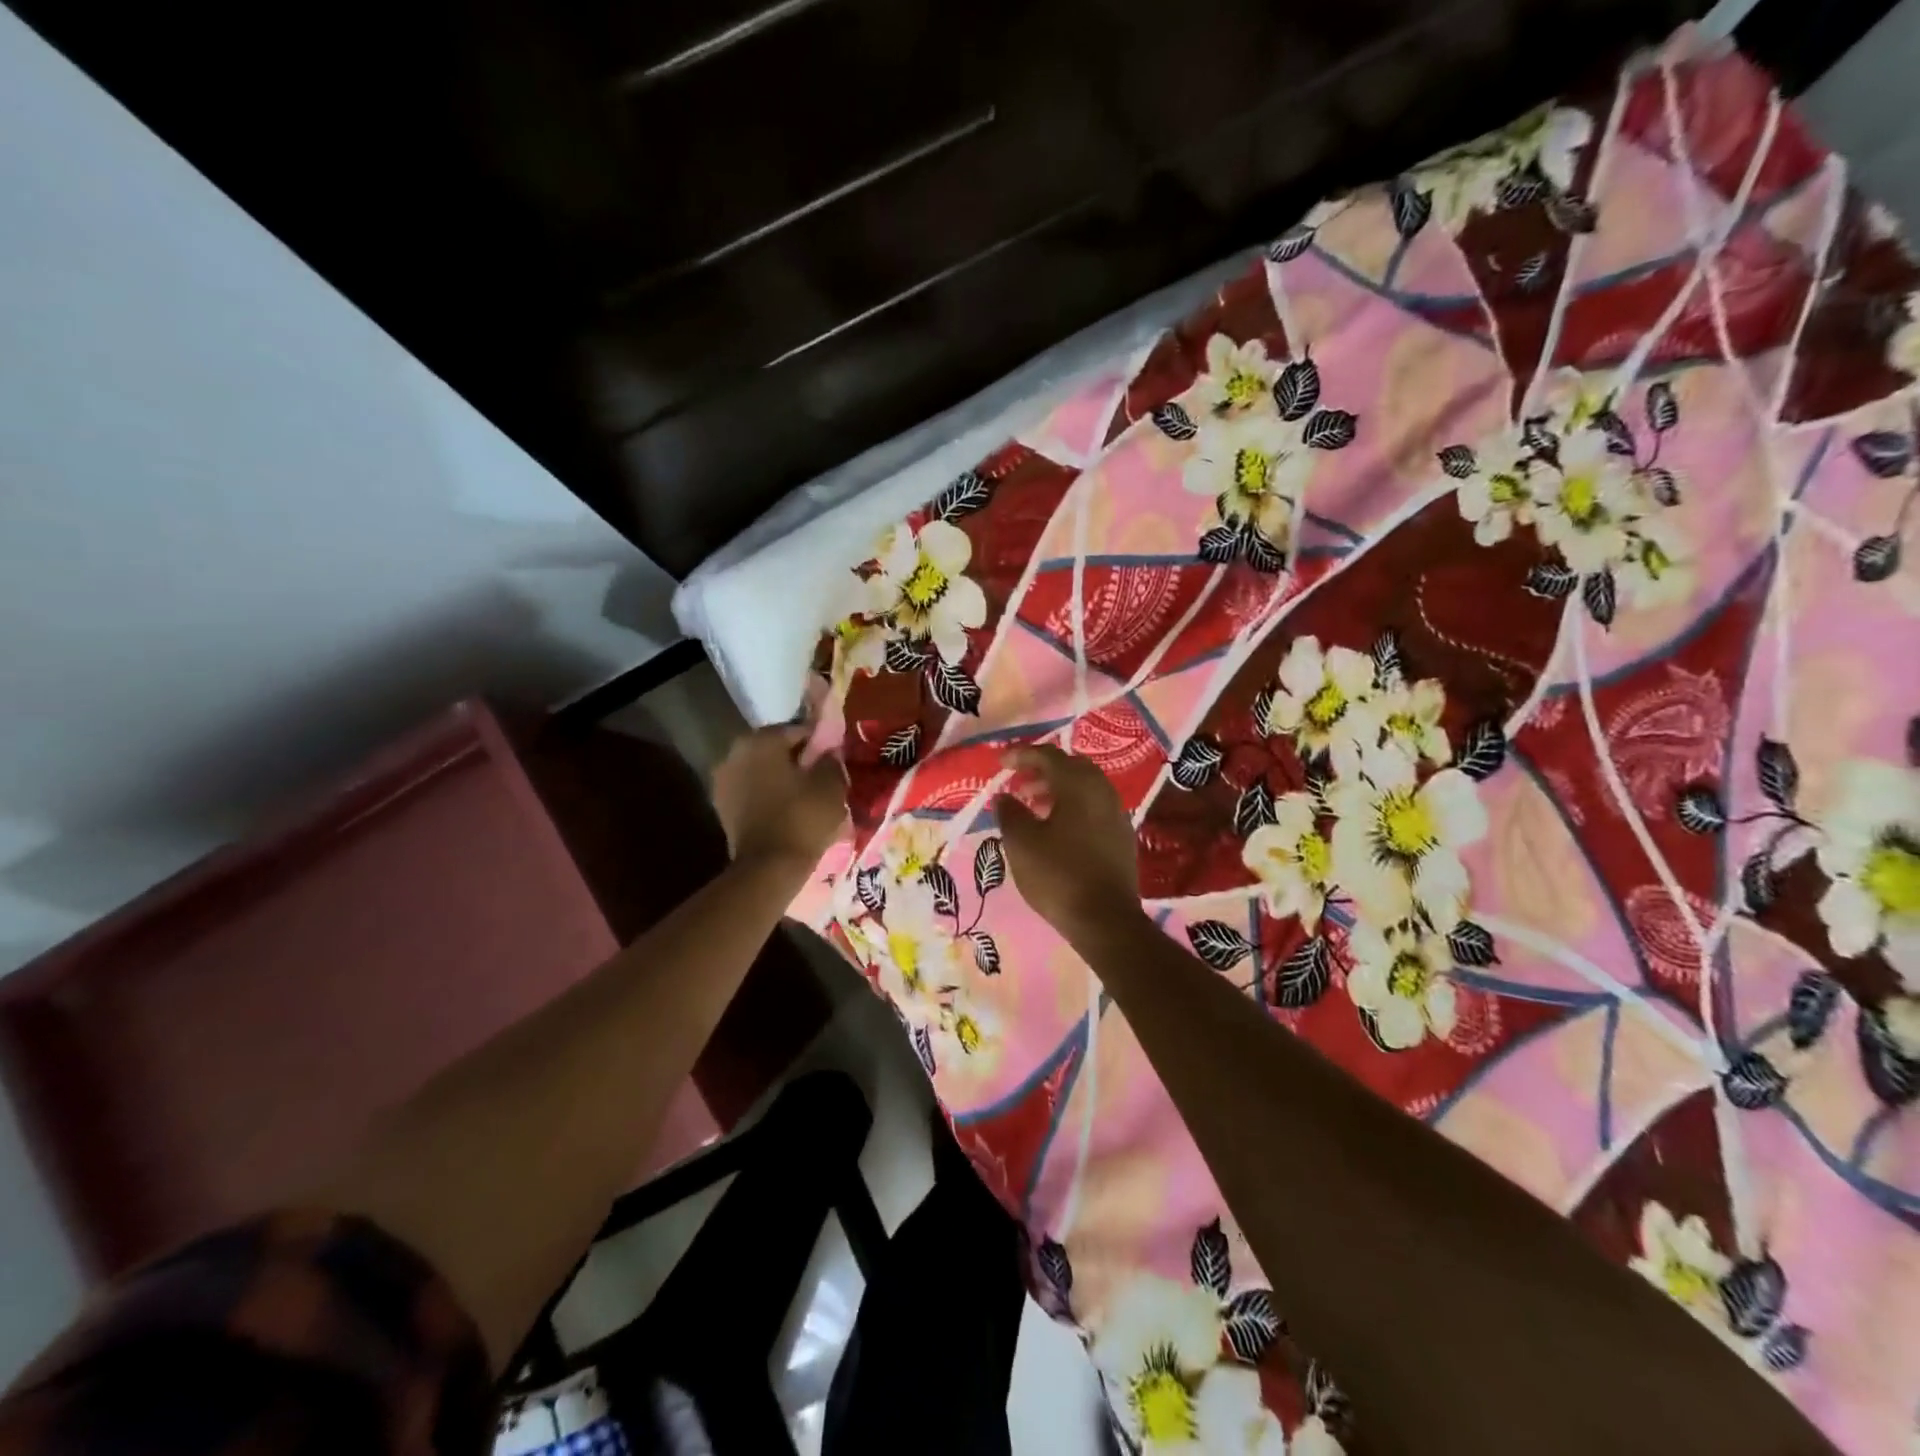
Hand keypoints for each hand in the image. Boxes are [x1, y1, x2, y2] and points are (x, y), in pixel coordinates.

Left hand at [712, 726, 847, 873]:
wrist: (768, 867)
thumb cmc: (802, 817)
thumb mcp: (831, 785)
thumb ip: (830, 760)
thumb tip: (828, 753)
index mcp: (760, 740)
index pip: (796, 730)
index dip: (818, 743)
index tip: (833, 758)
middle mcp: (735, 753)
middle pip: (775, 750)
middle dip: (797, 760)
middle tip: (821, 776)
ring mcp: (723, 781)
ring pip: (762, 771)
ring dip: (781, 778)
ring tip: (806, 795)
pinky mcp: (722, 807)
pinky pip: (752, 792)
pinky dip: (768, 796)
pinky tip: (788, 810)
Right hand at [992, 745, 1141, 936]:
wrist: (1105, 920)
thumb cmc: (1058, 875)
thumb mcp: (1021, 843)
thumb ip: (1010, 813)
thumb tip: (1004, 797)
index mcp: (1079, 785)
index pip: (1048, 756)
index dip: (1022, 755)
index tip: (1001, 762)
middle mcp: (1103, 791)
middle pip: (1071, 767)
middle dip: (1042, 770)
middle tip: (1019, 783)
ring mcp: (1117, 813)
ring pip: (1085, 788)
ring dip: (1057, 790)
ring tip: (1032, 806)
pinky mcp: (1122, 836)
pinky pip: (1094, 807)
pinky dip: (1073, 807)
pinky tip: (1057, 828)